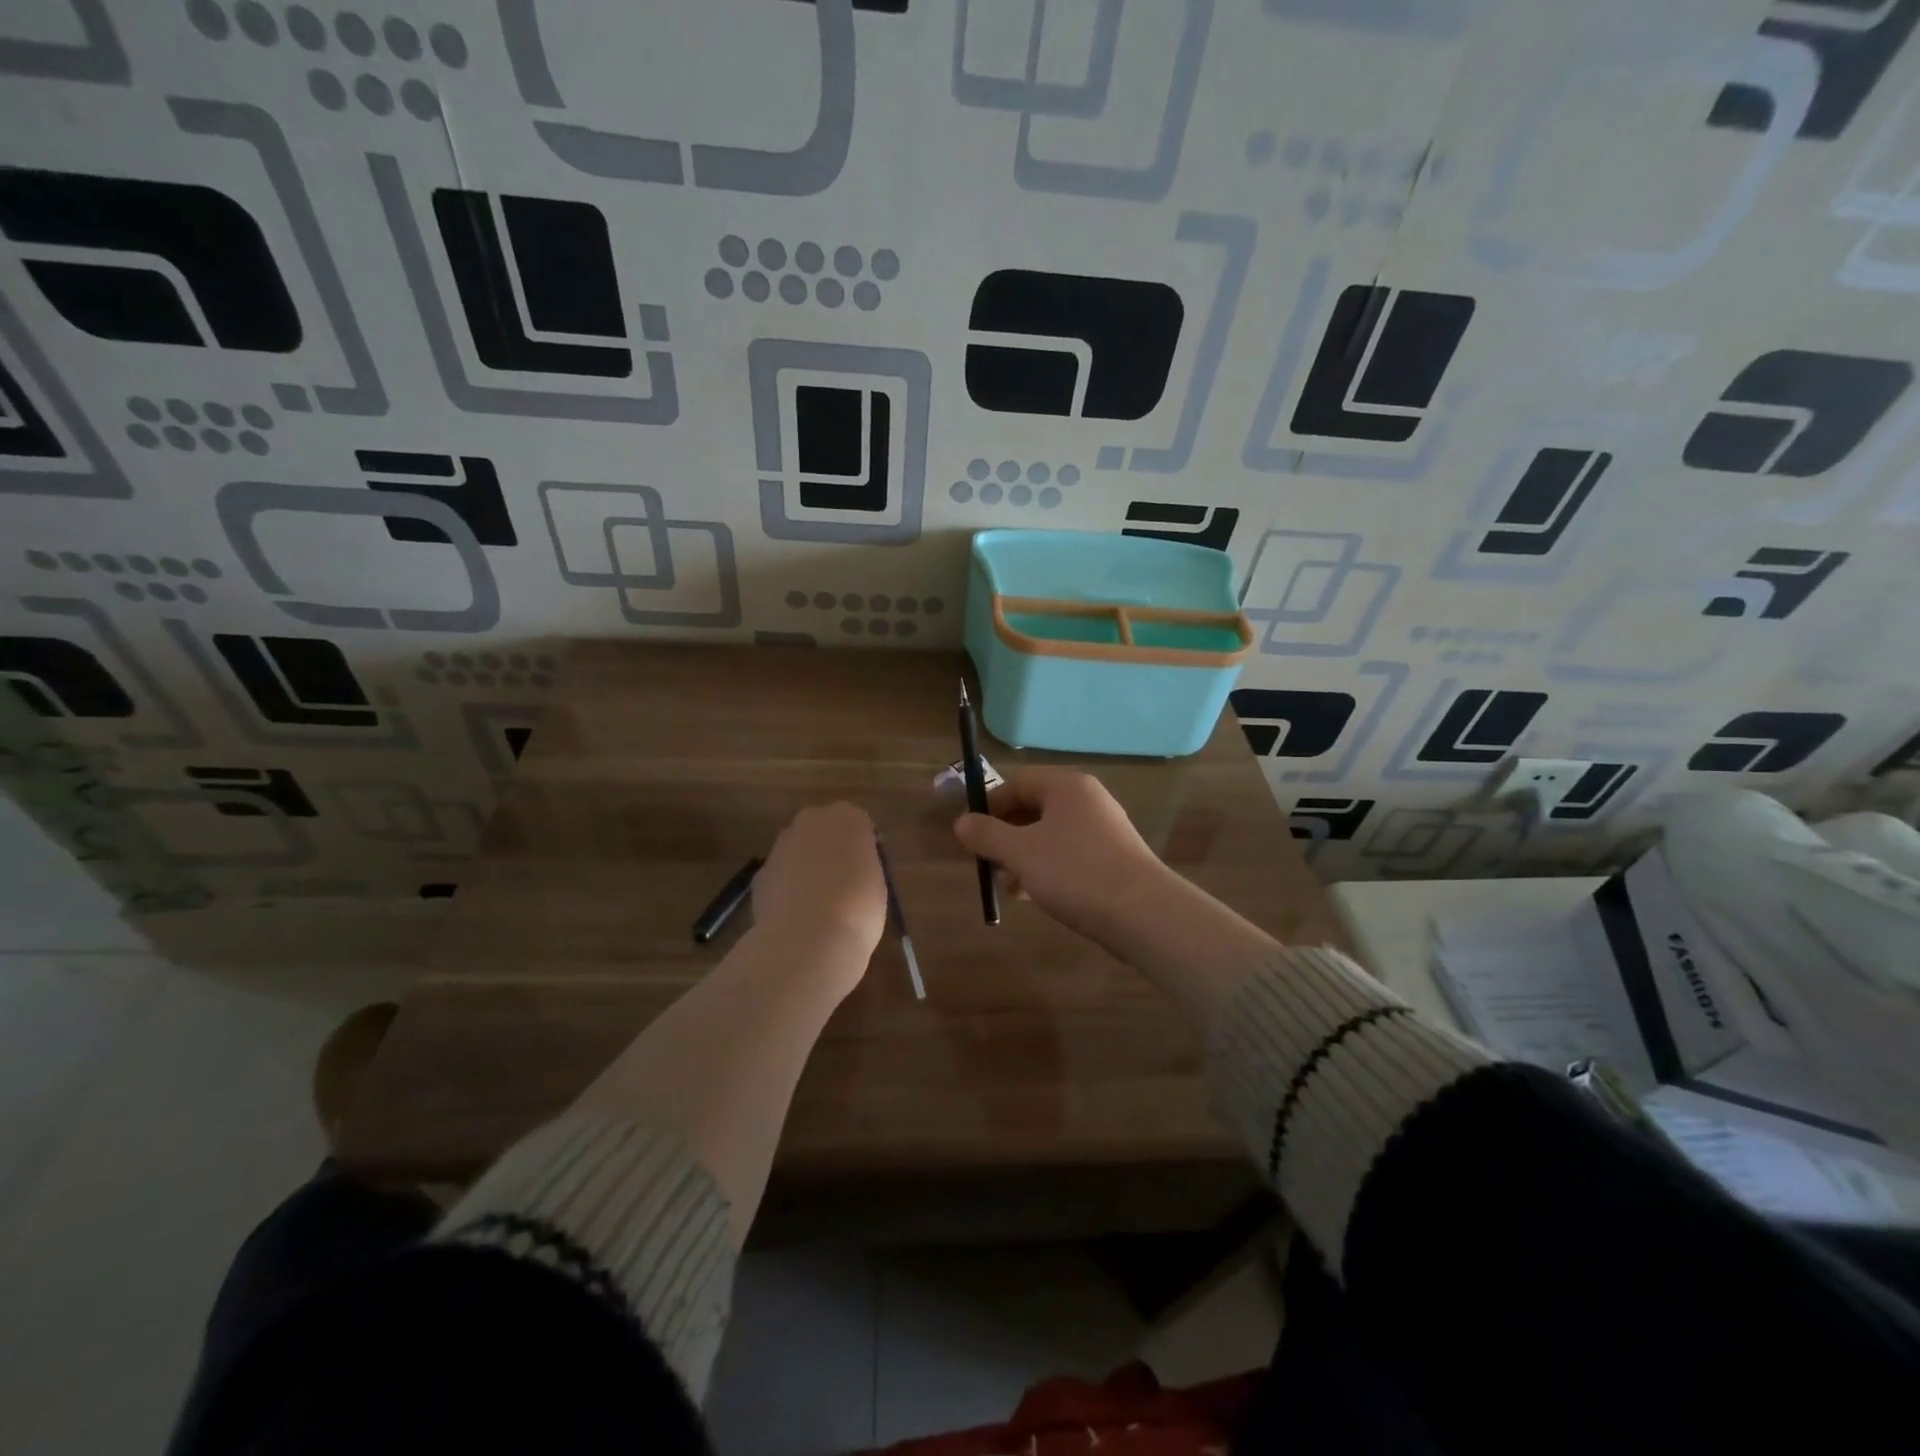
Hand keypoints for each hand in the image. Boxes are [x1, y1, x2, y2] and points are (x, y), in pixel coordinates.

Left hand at [753, 803, 888, 982]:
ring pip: (798, 852)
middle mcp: (811, 821)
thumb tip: (851, 868)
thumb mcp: (877, 883)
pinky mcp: (760, 872)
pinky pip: (781, 876)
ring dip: (806, 869)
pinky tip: (796, 917)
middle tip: (842, 884)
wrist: (807, 941)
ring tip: (818, 906)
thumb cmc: (857, 909)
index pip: (858, 824)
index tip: (866, 873)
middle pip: (823, 831)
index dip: (862, 849)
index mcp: (848, 818)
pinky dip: (787, 890)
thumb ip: (863, 865)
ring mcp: (781, 845)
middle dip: (829, 851)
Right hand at [953, 769, 1169, 942]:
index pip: (1017, 782)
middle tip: (985, 861)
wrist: (1142, 913)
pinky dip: (1045, 869)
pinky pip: (1067, 855)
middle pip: (1033, 808)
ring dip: (1022, 856)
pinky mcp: (1111, 859)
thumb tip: (961, 823)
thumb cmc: (1075, 872)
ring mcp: (1102, 830)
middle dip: (1004, 834)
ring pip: (1049, 835)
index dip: (989, 805)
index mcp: (1066, 786)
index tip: (970, 833)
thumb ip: (986, 835)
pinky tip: (1031, 896)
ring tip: (1005, 885)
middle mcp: (1086, 800)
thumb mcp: (1021, 852)